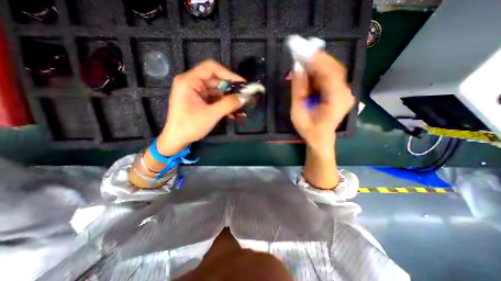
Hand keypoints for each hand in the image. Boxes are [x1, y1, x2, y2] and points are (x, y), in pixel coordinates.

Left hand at [157, 59, 245, 154]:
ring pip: (217, 91)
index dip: (229, 74)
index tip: (243, 84)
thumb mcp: (211, 115)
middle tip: (245, 97)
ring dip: (229, 100)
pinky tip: (234, 114)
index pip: (212, 68)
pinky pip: (215, 99)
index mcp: (189, 81)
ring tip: (242, 108)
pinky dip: (224, 105)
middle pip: (216, 80)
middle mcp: (192, 83)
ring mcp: (196, 93)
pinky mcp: (199, 101)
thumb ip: (228, 104)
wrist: (177, 140)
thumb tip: (244, 97)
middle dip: (231, 90)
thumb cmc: (190, 126)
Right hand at [290, 50, 355, 151]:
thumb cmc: (308, 129)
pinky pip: (331, 77)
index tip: (302, 49)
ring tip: (302, 62)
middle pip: (333, 68)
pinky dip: (319, 72)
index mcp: (336, 99)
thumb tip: (296, 67)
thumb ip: (298, 89)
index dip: (316, 59)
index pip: (329, 72)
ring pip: (333, 70)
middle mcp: (345, 93)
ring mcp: (345, 92)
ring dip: (317, 65)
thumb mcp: (298, 111)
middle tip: (301, 52)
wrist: (320, 139)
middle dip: (316, 59)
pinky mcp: (341, 92)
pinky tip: (309, 73)